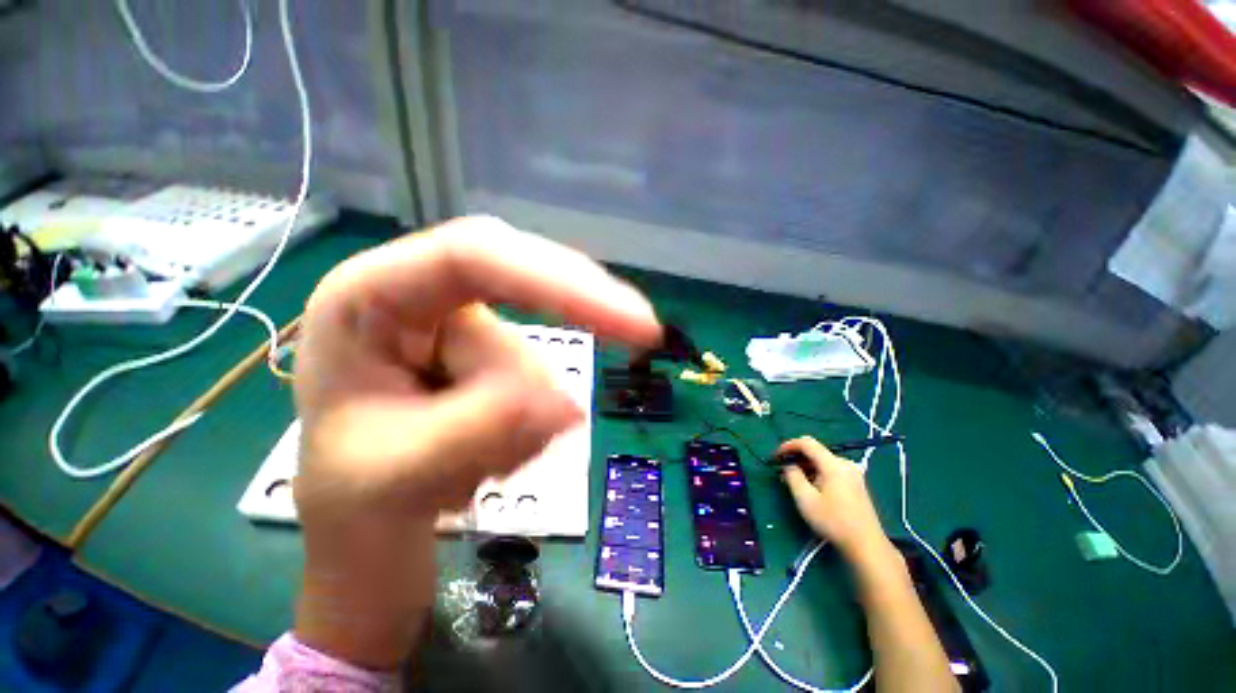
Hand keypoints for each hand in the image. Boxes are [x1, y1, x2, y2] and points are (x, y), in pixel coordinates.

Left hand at [290, 216, 661, 667]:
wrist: (362, 514)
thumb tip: (570, 404)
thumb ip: (479, 432)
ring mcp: (456, 319)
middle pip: (519, 273)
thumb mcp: (399, 475)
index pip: (474, 258)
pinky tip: (497, 446)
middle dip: (580, 308)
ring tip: (486, 461)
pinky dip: (535, 413)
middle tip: (643, 333)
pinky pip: (538, 370)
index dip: (558, 281)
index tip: (629, 319)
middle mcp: (417, 292)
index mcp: (370, 297)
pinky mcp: (484, 346)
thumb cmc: (356, 496)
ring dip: (529, 409)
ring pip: (532, 347)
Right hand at [780, 437, 892, 563]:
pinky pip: (831, 470)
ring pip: (823, 462)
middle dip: (796, 458)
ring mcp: (852, 473)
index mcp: (833, 464)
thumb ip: (793, 476)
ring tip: (793, 481)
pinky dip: (817, 473)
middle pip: (815, 451)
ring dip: (806, 467)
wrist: (866, 545)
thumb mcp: (805, 499)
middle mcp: (845, 464)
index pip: (807, 443)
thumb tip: (789, 466)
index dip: (788, 445)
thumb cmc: (833, 521)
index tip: (776, 456)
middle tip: (782, 471)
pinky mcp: (856, 483)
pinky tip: (810, 487)